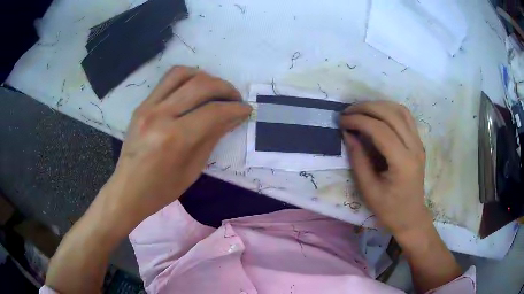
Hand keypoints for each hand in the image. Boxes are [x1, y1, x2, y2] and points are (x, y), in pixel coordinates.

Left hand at [102, 66, 251, 227]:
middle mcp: (160, 115)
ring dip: (205, 77)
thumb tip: (233, 118)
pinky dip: (187, 78)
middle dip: (225, 88)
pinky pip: (167, 80)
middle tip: (235, 99)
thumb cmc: (161, 189)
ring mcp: (148, 107)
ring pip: (182, 73)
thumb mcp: (192, 170)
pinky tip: (194, 89)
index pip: (213, 112)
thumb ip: (212, 138)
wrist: (128, 190)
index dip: (235, 108)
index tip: (246, 109)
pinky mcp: (142, 105)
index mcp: (174, 139)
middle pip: (200, 85)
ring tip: (215, 89)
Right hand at [339, 101, 429, 236]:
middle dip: (367, 108)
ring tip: (361, 110)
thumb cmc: (389, 209)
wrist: (411, 216)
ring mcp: (418, 143)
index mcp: (403, 162)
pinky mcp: (418, 142)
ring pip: (400, 111)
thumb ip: (358, 160)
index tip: (342, 121)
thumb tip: (348, 134)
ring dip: (379, 105)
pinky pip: (406, 117)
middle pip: (391, 114)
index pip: (381, 130)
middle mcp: (414, 147)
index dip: (359, 121)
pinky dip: (390, 109)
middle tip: (348, 112)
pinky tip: (378, 114)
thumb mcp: (368, 189)